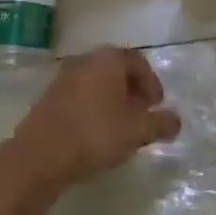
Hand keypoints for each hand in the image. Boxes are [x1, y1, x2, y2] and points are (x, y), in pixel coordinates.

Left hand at [11, 48, 180, 187]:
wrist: (40, 155)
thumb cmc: (96, 134)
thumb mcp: (137, 131)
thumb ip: (161, 123)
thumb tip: (176, 120)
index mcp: (108, 59)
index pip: (138, 61)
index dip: (152, 83)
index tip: (156, 106)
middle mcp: (85, 60)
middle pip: (116, 70)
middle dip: (132, 91)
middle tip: (141, 116)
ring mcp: (63, 78)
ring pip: (96, 83)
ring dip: (112, 101)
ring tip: (119, 128)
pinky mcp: (48, 98)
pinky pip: (79, 96)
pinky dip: (92, 108)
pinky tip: (95, 133)